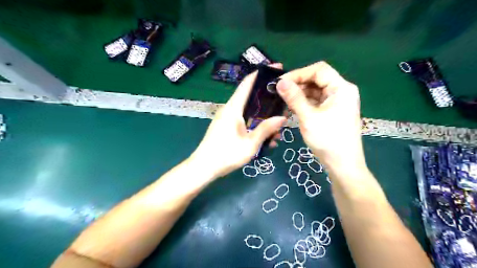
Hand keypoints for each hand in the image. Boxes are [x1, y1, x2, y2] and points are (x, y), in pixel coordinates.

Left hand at [190, 69, 286, 178]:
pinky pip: (244, 120)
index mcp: (234, 108)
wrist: (203, 167)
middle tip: (284, 104)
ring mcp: (227, 118)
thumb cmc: (226, 155)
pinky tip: (265, 138)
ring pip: (249, 111)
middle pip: (250, 96)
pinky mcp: (226, 126)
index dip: (262, 74)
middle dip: (267, 99)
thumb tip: (282, 117)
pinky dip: (255, 125)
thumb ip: (266, 129)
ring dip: (262, 117)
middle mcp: (230, 109)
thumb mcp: (250, 144)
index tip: (277, 69)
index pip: (247, 83)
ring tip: (277, 129)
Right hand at [278, 62, 365, 172]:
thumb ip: (294, 98)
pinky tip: (292, 108)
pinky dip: (304, 103)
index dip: (299, 73)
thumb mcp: (309, 118)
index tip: (281, 82)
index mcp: (341, 88)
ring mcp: (336, 103)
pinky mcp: (331, 112)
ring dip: (299, 94)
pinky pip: (316, 102)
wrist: (343, 165)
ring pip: (315, 91)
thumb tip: (279, 82)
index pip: (319, 70)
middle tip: (279, 92)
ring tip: (283, 100)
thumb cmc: (328, 140)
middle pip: (317, 80)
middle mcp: (341, 92)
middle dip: (298, 84)